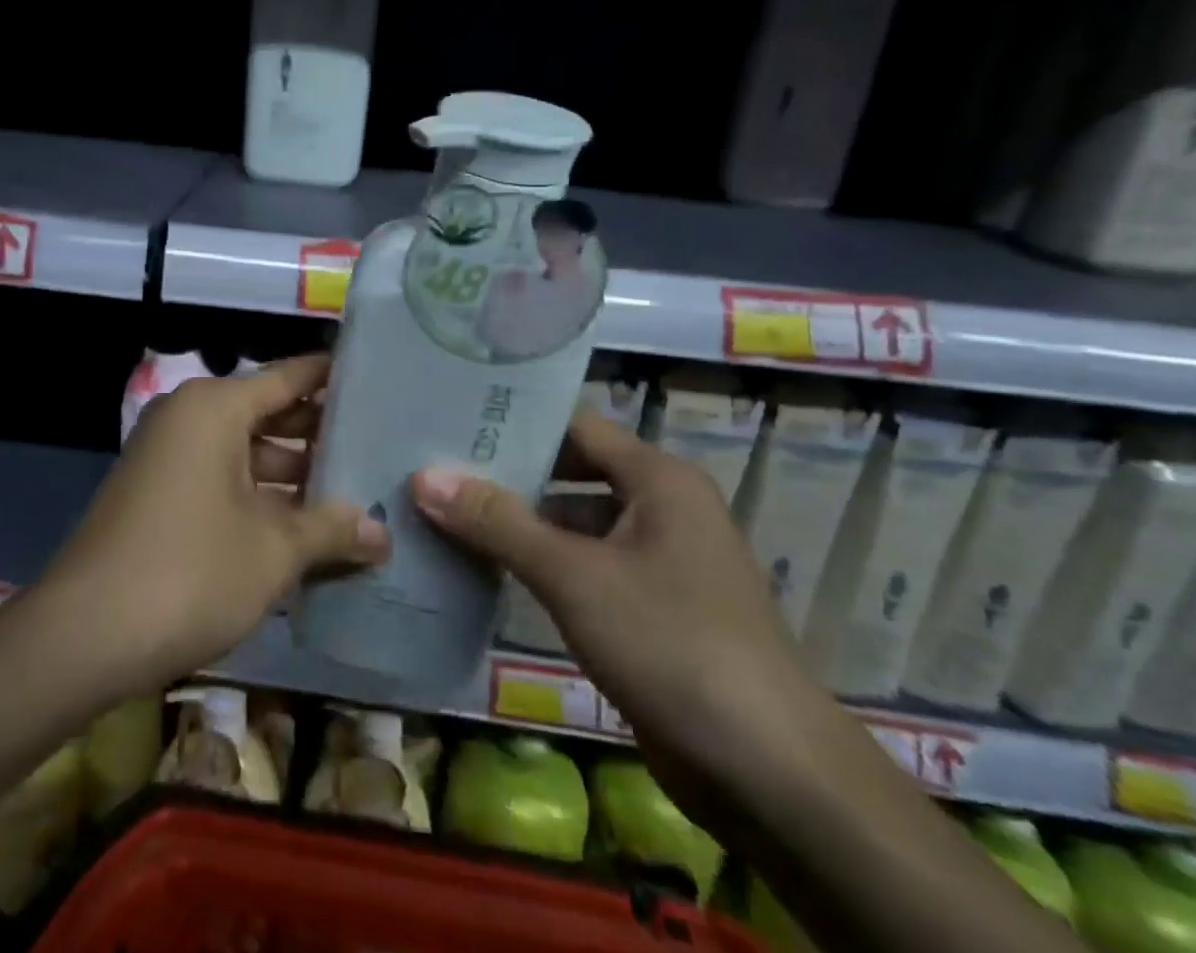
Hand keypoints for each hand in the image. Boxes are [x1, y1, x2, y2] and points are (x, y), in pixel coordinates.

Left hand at [40, 354, 388, 698]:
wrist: (83, 636)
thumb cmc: (190, 573)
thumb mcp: (273, 550)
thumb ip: (331, 530)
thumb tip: (383, 534)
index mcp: (215, 407)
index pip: (290, 377)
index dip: (334, 379)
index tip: (379, 382)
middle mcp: (188, 416)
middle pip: (268, 413)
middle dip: (320, 436)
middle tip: (378, 449)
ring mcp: (167, 454)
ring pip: (245, 450)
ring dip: (291, 474)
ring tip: (351, 494)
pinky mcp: (156, 491)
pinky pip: (220, 477)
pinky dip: (258, 495)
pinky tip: (300, 526)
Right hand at [410, 412, 838, 813]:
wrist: (772, 775)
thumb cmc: (671, 644)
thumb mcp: (573, 576)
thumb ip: (497, 523)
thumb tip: (423, 476)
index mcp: (658, 478)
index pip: (573, 425)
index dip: (515, 422)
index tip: (453, 421)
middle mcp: (663, 506)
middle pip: (572, 471)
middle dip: (509, 475)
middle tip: (438, 468)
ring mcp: (661, 560)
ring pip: (577, 523)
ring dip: (522, 523)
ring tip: (449, 514)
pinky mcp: (654, 609)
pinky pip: (587, 567)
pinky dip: (544, 565)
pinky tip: (491, 571)